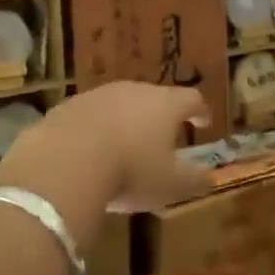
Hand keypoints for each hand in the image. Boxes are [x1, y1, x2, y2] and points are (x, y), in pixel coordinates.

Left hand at [0, 82, 212, 226]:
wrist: (65, 161)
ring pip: (120, 104)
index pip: (191, 99)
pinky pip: (90, 116)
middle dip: (160, 116)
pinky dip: (96, 129)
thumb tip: (209, 177)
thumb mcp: (170, 184)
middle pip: (154, 97)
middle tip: (163, 136)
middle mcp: (134, 90)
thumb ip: (194, 180)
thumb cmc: (131, 171)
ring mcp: (99, 94)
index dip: (200, 111)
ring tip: (125, 146)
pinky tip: (91, 152)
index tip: (204, 121)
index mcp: (165, 104)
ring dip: (126, 121)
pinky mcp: (68, 105)